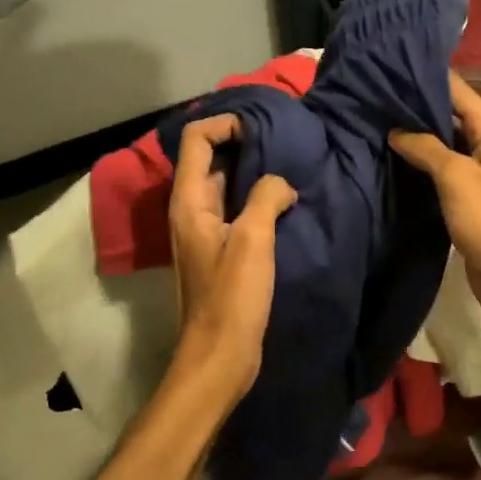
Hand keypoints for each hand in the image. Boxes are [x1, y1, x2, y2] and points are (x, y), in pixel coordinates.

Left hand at [167, 116, 297, 403]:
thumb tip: (280, 182)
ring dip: (254, 173)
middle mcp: (191, 210)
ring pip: (228, 186)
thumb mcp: (252, 240)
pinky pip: (238, 211)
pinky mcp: (222, 251)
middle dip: (244, 144)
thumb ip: (266, 197)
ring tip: (290, 169)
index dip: (225, 124)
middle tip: (285, 143)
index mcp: (189, 201)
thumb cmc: (232, 298)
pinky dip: (258, 200)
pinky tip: (286, 204)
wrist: (220, 355)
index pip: (197, 139)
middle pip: (211, 158)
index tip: (263, 129)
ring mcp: (205, 231)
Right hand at [390, 73, 480, 337]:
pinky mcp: (469, 203)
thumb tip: (396, 129)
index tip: (383, 67)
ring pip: (441, 146)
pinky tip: (388, 164)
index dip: (423, 75)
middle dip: (412, 107)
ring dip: (413, 139)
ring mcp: (479, 176)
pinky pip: (441, 176)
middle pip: (447, 115)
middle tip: (367, 99)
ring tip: (370, 126)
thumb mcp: (458, 178)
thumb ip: (426, 147)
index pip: (455, 88)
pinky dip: (418, 168)